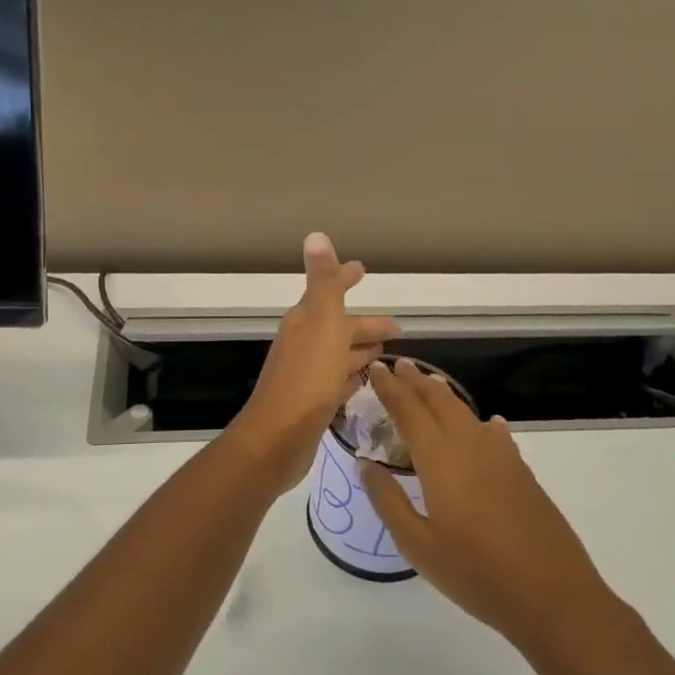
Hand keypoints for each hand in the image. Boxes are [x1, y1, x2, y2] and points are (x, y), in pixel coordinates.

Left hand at [231, 233, 397, 491]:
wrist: (277, 439)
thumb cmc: (306, 378)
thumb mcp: (321, 323)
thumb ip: (323, 282)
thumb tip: (315, 235)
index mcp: (305, 321)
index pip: (328, 291)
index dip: (345, 279)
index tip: (362, 269)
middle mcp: (303, 344)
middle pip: (339, 326)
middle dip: (365, 324)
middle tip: (397, 328)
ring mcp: (306, 375)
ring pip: (338, 355)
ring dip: (359, 350)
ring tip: (385, 353)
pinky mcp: (311, 404)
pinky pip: (336, 382)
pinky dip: (351, 376)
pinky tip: (363, 382)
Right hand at [358, 358, 615, 652]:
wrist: (554, 596)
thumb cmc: (477, 575)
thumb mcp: (419, 546)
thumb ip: (389, 501)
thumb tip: (365, 463)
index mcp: (441, 460)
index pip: (409, 411)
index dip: (390, 388)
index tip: (375, 368)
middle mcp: (470, 447)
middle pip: (440, 402)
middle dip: (416, 381)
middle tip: (398, 365)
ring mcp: (501, 458)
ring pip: (467, 413)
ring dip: (444, 395)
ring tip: (430, 384)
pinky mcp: (522, 473)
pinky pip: (493, 433)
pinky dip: (479, 421)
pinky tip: (485, 425)